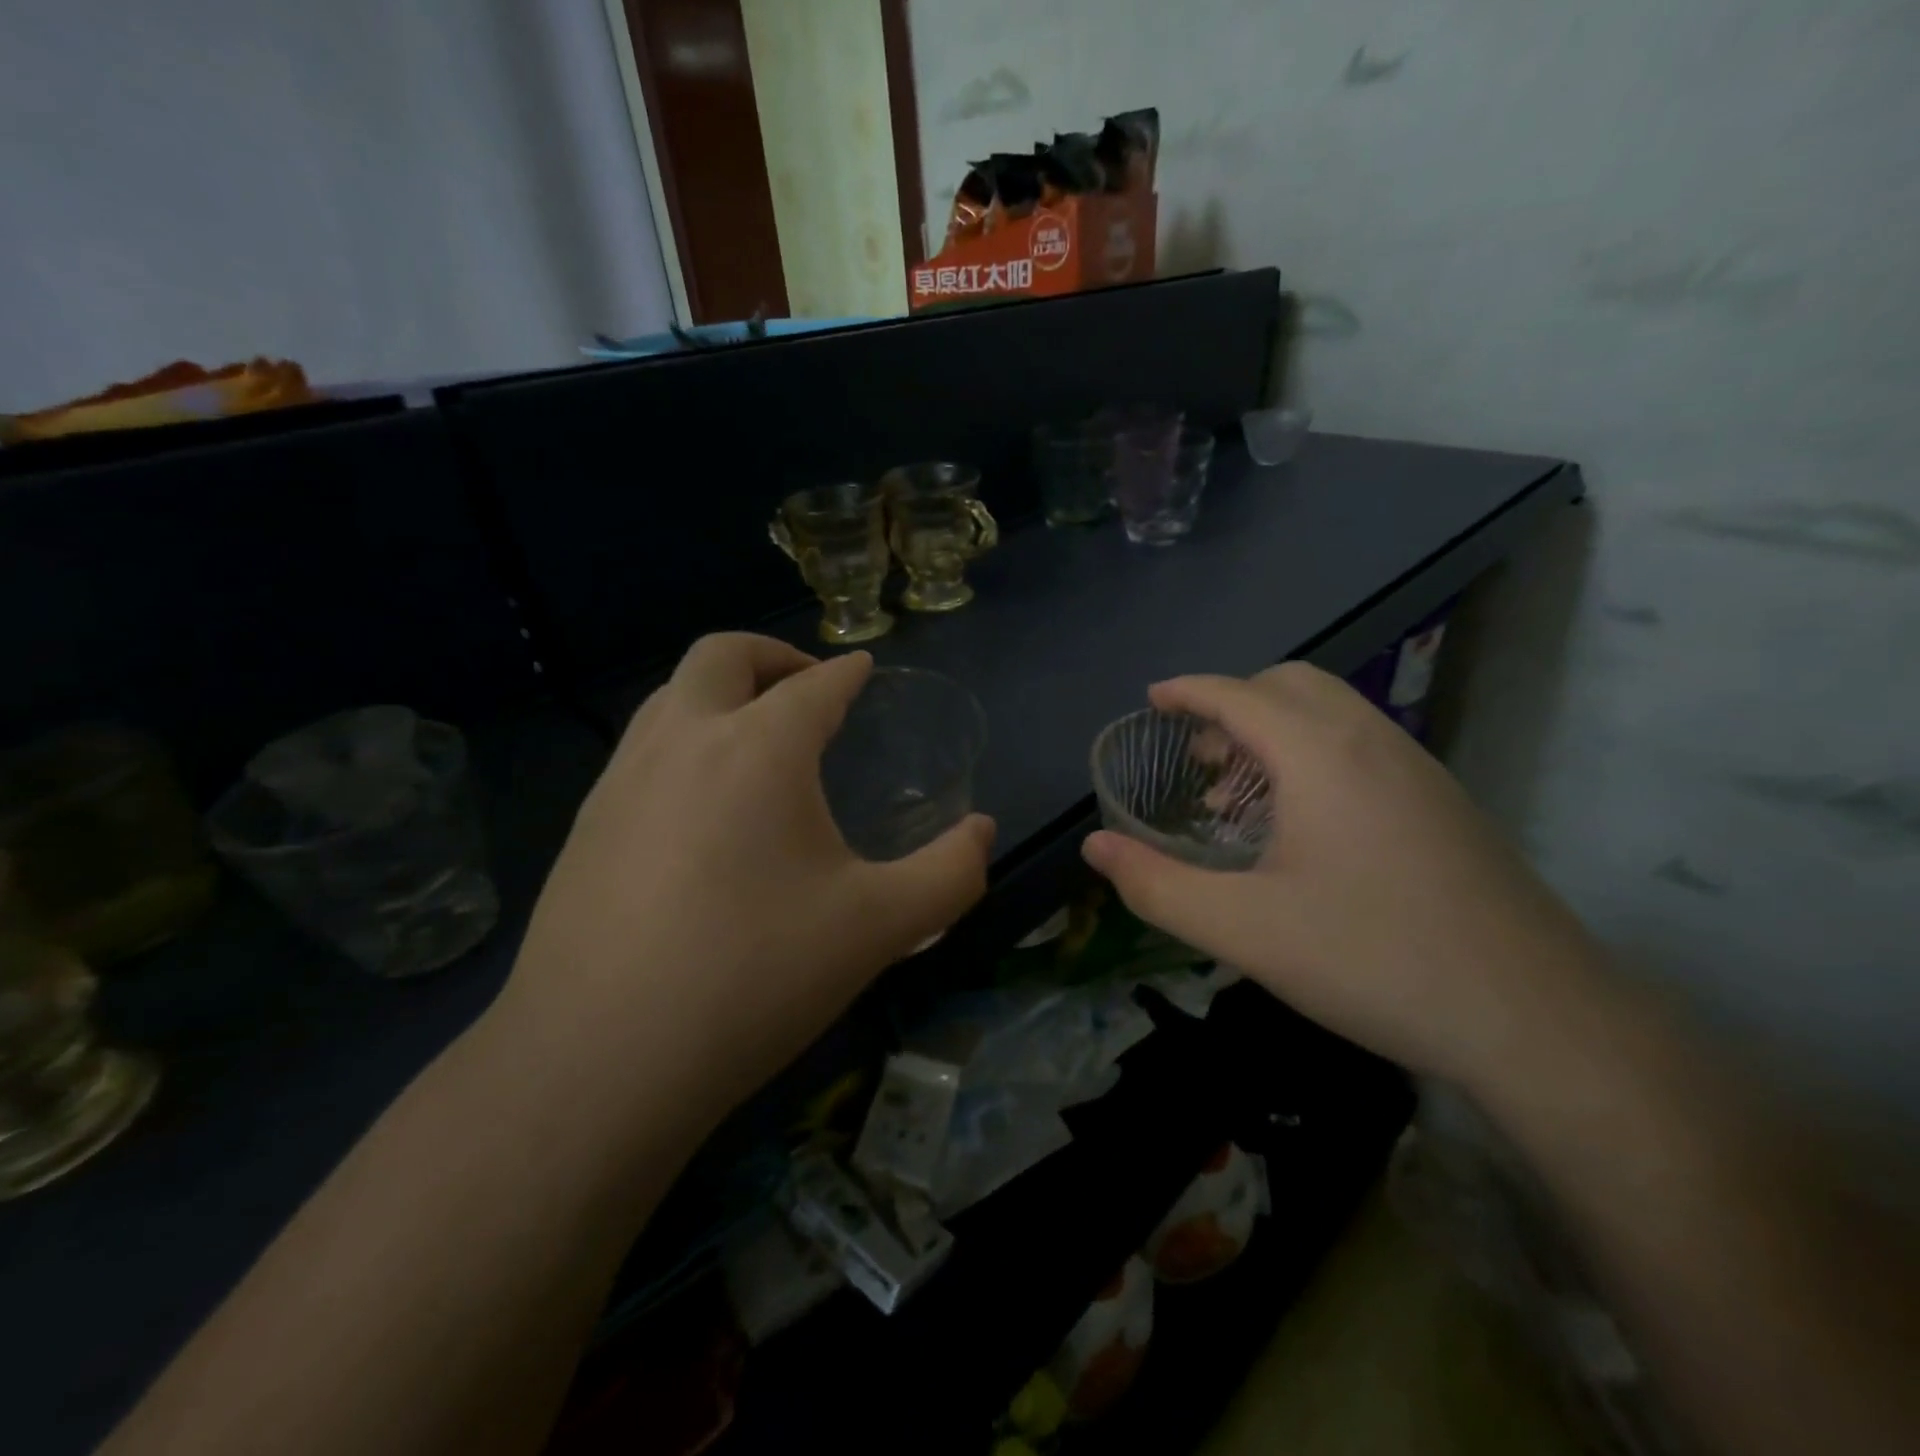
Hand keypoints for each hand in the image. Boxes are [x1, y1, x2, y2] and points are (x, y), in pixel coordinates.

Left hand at [495, 634, 993, 1123]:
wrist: (599, 1059)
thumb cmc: (755, 976)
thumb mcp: (879, 927)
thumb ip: (949, 873)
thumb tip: (983, 833)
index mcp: (759, 749)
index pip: (815, 686)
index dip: (847, 673)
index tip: (863, 669)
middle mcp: (684, 741)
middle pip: (722, 655)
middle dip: (772, 654)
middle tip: (807, 685)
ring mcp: (621, 780)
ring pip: (670, 696)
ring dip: (719, 694)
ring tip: (755, 737)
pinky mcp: (584, 825)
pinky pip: (640, 750)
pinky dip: (682, 742)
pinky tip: (700, 806)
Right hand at [1081, 663, 1602, 1081]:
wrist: (1538, 1018)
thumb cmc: (1374, 959)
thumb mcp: (1244, 930)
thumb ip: (1157, 885)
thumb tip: (1094, 848)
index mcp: (1320, 755)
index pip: (1239, 694)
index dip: (1189, 691)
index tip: (1152, 698)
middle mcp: (1372, 742)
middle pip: (1289, 686)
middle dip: (1232, 705)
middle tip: (1197, 759)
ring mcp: (1418, 769)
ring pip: (1331, 714)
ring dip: (1274, 730)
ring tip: (1240, 796)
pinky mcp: (1444, 802)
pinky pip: (1361, 745)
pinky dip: (1313, 753)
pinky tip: (1302, 825)